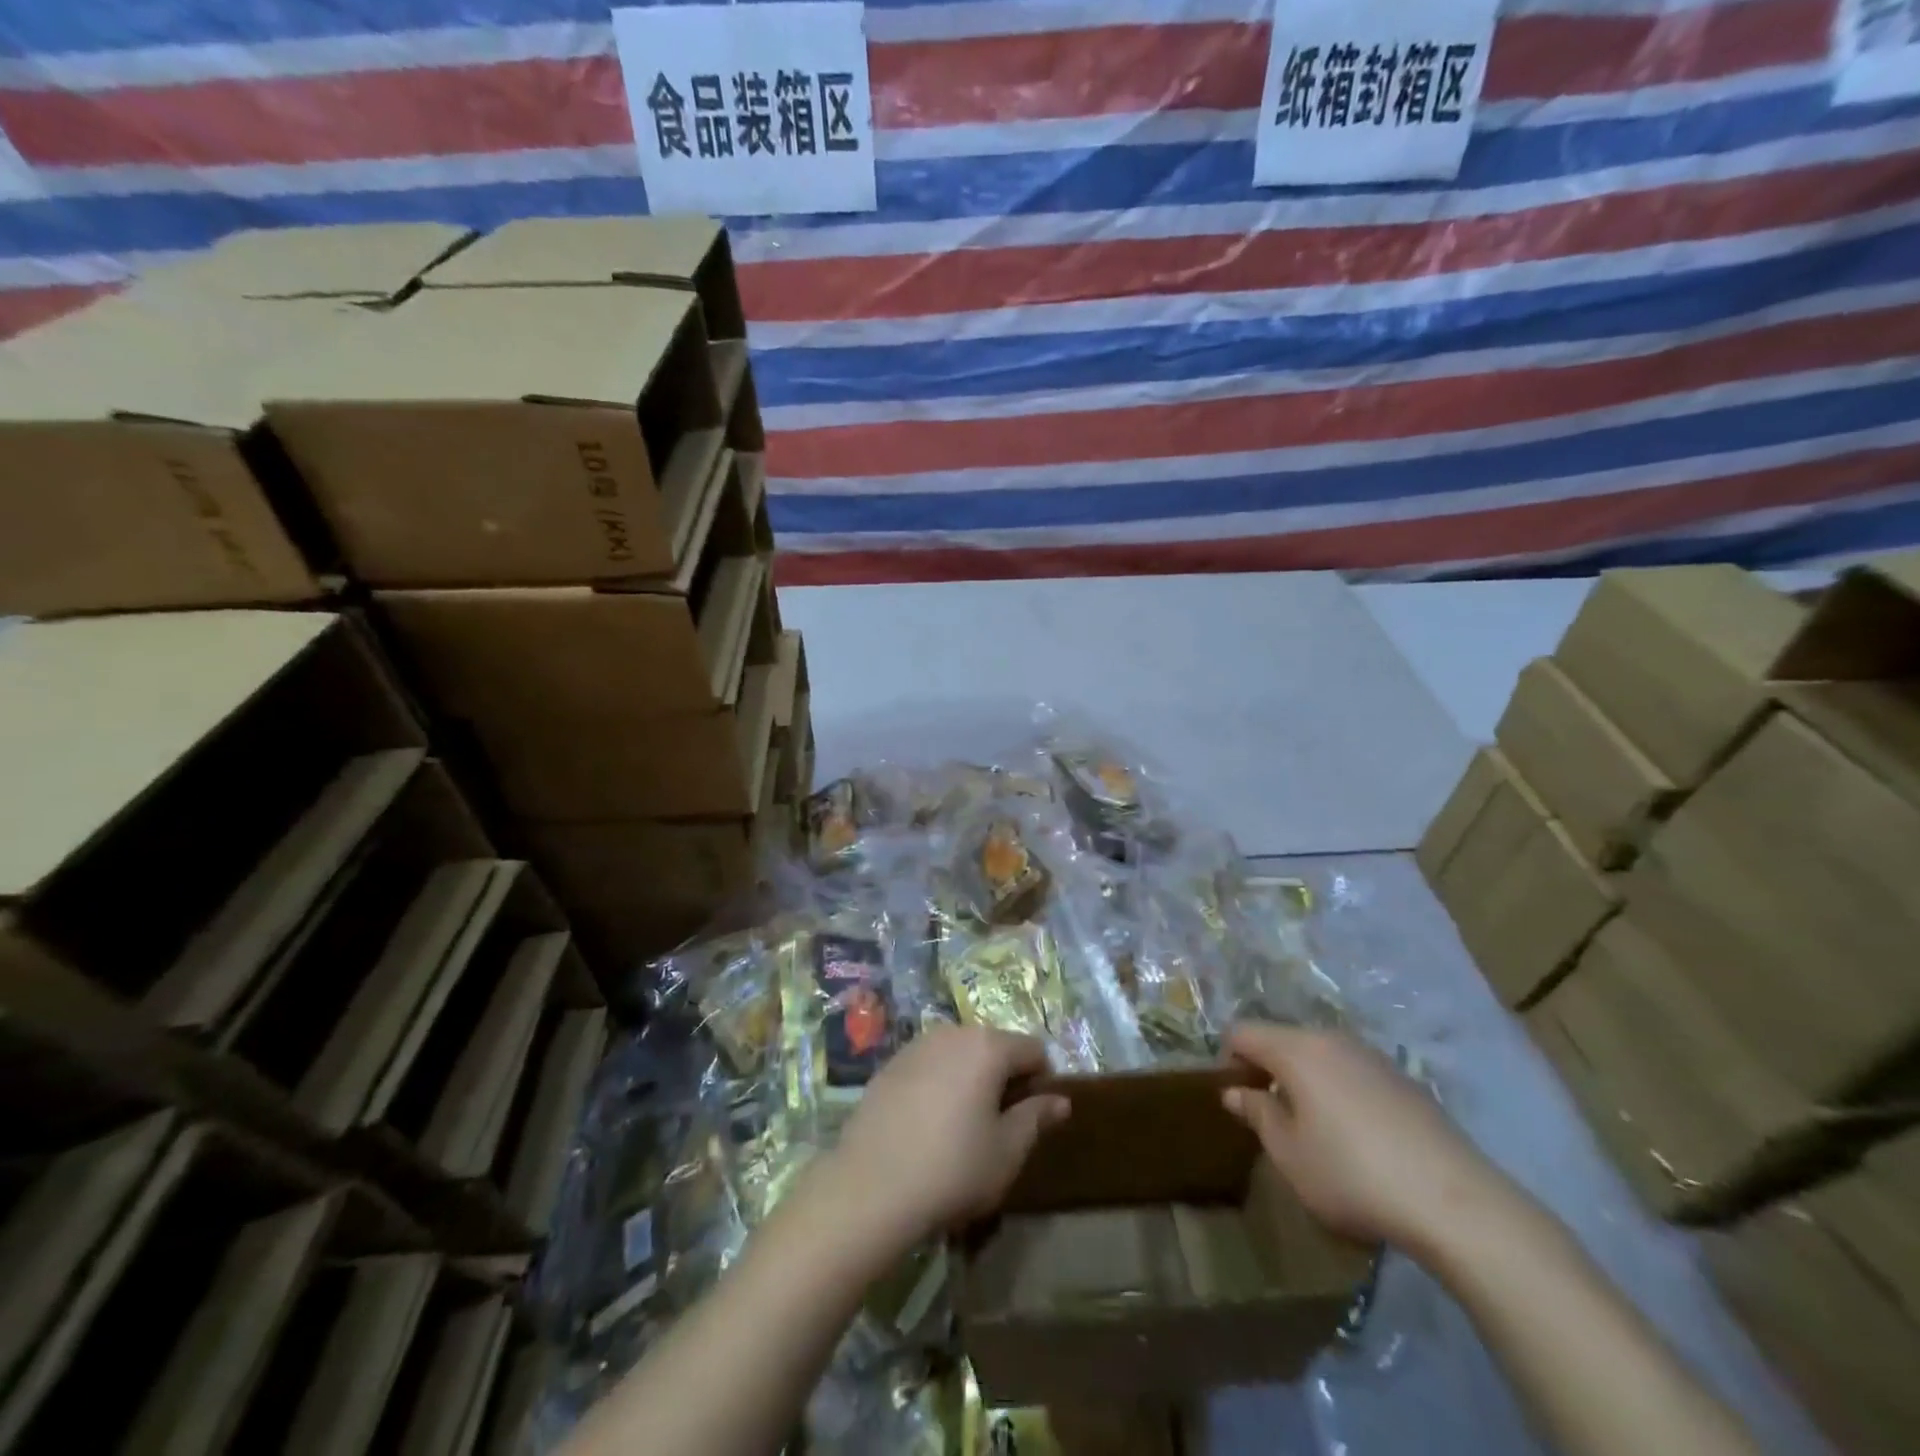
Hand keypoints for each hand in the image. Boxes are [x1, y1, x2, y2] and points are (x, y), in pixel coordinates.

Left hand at [823, 1025, 1069, 1248]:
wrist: (869, 1187)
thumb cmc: (951, 1169)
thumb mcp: (1006, 1152)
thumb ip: (1036, 1118)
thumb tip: (1061, 1100)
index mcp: (988, 1046)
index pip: (1033, 1049)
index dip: (1042, 1081)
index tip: (1033, 1118)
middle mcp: (953, 1033)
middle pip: (994, 1046)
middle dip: (1004, 1077)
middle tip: (999, 1125)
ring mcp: (917, 1045)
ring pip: (960, 1054)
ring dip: (971, 1079)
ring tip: (962, 1126)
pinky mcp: (890, 1064)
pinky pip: (930, 1065)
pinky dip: (939, 1083)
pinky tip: (928, 1124)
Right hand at [1223, 1022, 1514, 1259]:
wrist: (1456, 1203)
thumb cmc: (1353, 1176)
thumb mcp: (1289, 1154)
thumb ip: (1258, 1114)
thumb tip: (1235, 1092)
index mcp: (1296, 1049)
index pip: (1242, 1032)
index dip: (1227, 1060)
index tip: (1236, 1099)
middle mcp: (1332, 1039)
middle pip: (1282, 1039)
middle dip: (1267, 1069)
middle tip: (1270, 1117)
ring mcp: (1372, 1056)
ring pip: (1319, 1055)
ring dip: (1304, 1080)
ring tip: (1313, 1129)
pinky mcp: (1404, 1079)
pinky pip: (1353, 1072)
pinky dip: (1338, 1090)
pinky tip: (1357, 1137)